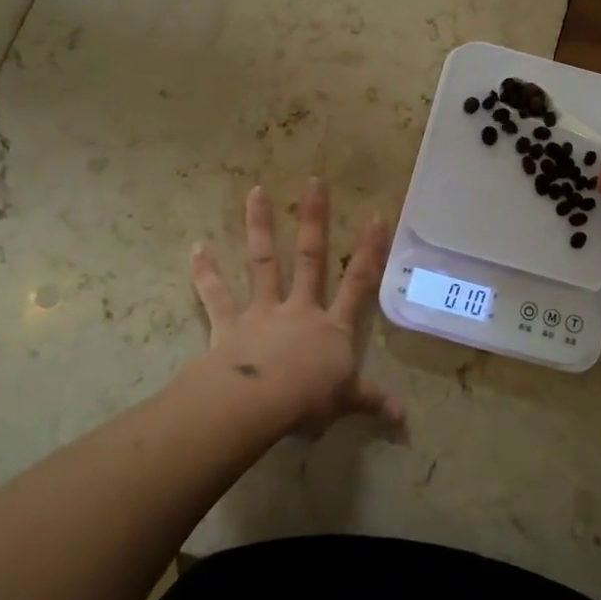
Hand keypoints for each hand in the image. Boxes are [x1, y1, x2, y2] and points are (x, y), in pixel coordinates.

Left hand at [189, 179, 402, 436]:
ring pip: (264, 263)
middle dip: (314, 220)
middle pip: (310, 259)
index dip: (369, 251)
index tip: (375, 216)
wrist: (260, 403)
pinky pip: (216, 296)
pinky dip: (205, 274)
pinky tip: (196, 248)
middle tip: (313, 183)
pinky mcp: (229, 324)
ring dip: (260, 227)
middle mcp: (299, 310)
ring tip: (256, 191)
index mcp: (332, 328)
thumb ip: (372, 401)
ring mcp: (263, 313)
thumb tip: (405, 417)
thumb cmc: (308, 401)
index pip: (358, 283)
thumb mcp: (346, 402)